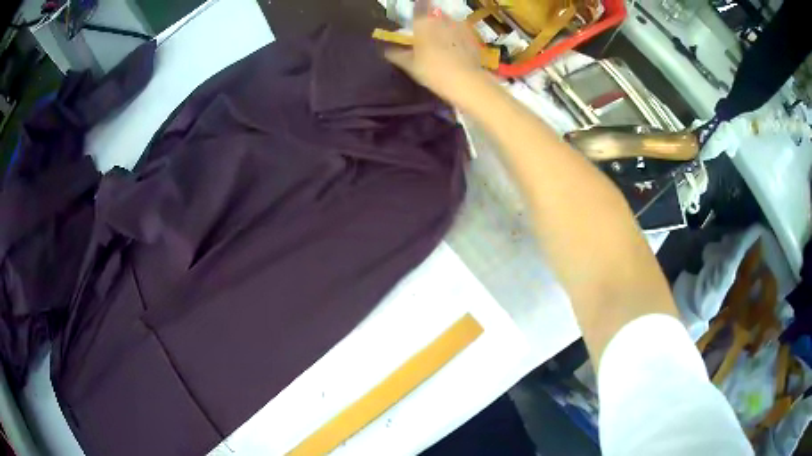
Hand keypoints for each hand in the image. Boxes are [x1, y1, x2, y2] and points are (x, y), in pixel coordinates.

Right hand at [385, 13, 488, 104]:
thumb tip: (387, 51)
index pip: (419, 7)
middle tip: (429, 31)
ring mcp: (459, 26)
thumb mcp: (410, 65)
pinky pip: (462, 31)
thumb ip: (398, 55)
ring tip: (444, 39)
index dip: (418, 7)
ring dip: (446, 26)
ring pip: (449, 21)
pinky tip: (457, 47)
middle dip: (432, 19)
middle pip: (435, 13)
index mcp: (423, 23)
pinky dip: (458, 35)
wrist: (465, 80)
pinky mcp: (473, 36)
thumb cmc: (432, 71)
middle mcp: (441, 19)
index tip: (417, 12)